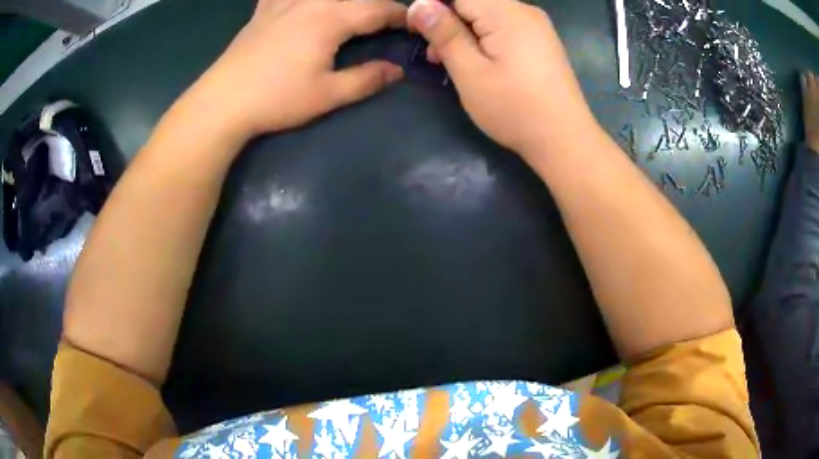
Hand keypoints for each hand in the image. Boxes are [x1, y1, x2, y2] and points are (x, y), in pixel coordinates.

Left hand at [183, 0, 406, 139]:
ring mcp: (284, 2)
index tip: (414, 23)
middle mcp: (311, 2)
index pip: (377, 10)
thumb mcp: (327, 94)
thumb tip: (397, 71)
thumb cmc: (277, 99)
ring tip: (348, 8)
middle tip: (385, 17)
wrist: (223, 101)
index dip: (400, 15)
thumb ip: (366, 79)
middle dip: (376, 3)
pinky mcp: (264, 10)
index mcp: (331, 19)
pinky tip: (298, 3)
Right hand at [407, 0, 596, 154]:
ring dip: (465, 32)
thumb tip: (419, 4)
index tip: (419, 32)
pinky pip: (505, 27)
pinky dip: (485, 38)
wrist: (564, 140)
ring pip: (488, 15)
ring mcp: (537, 26)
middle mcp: (524, 11)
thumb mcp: (470, 72)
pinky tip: (480, 61)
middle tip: (435, 56)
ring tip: (453, 62)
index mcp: (506, 13)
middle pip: (474, 3)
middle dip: (449, 22)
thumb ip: (444, 34)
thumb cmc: (514, 109)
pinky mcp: (541, 42)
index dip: (434, 8)